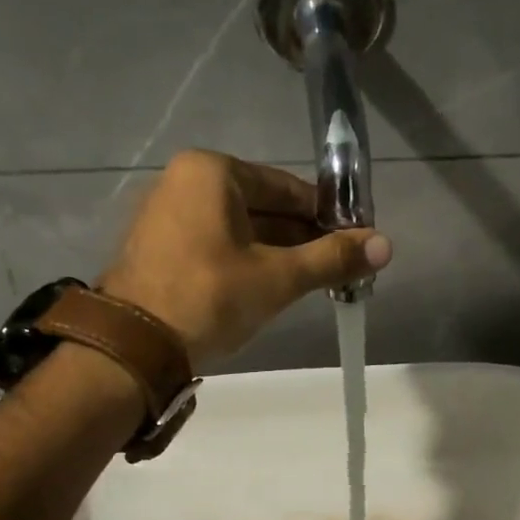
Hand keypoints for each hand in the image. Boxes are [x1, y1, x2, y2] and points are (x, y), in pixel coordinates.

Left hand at [99, 150, 391, 370]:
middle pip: (263, 208)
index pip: (287, 188)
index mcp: (212, 172)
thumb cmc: (210, 298)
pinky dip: (246, 262)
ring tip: (313, 284)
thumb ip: (331, 258)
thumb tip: (386, 244)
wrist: (134, 348)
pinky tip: (271, 289)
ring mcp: (168, 215)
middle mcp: (185, 182)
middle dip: (302, 239)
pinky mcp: (160, 248)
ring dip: (277, 254)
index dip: (326, 217)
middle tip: (338, 269)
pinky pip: (216, 245)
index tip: (354, 243)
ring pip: (240, 230)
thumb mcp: (277, 278)